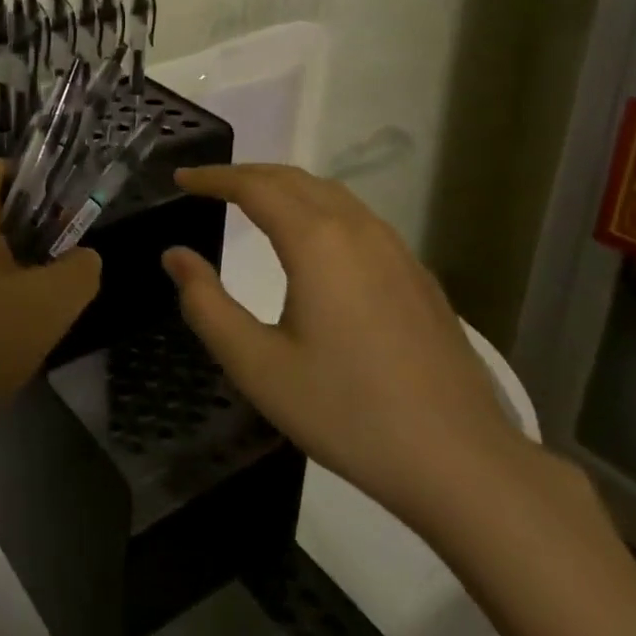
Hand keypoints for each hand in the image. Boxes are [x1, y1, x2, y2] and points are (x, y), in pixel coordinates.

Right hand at [162, 164, 528, 527]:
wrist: (461, 461)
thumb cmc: (348, 412)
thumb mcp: (258, 366)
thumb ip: (206, 305)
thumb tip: (175, 256)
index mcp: (317, 242)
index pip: (254, 187)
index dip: (214, 177)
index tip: (181, 179)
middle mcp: (357, 229)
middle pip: (293, 179)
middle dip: (246, 174)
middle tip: (208, 185)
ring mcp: (395, 249)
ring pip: (329, 193)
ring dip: (284, 187)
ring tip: (252, 201)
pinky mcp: (416, 273)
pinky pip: (357, 217)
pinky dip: (318, 207)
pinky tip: (313, 239)